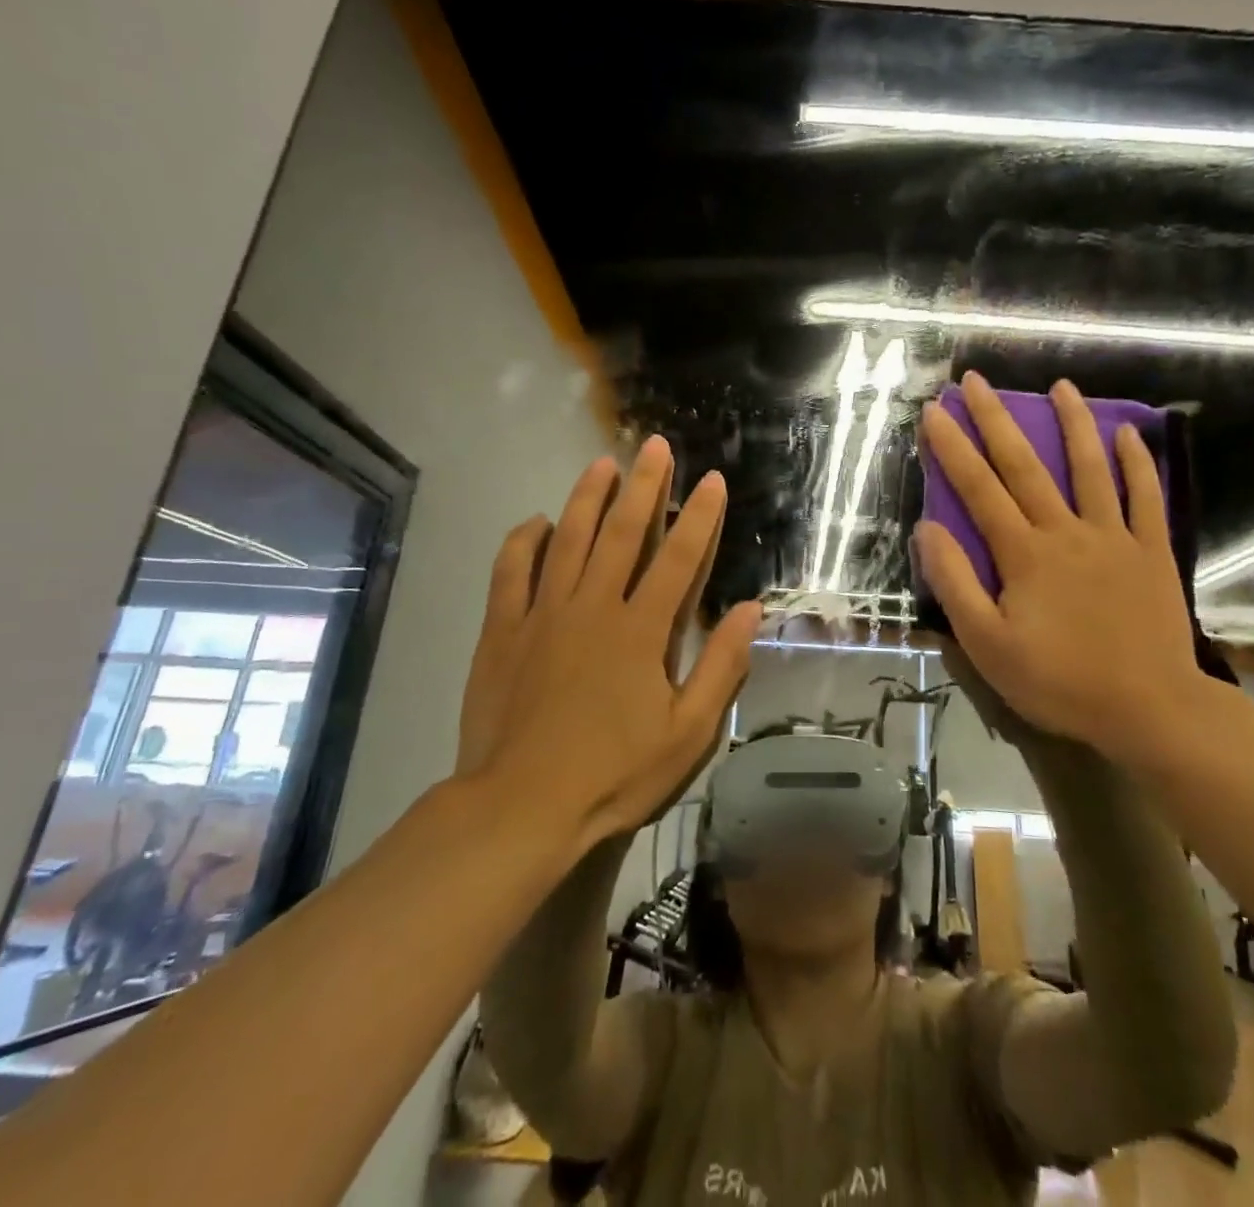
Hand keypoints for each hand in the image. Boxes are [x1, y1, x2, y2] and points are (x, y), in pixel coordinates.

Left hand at [457, 437, 761, 850]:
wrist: (520, 807)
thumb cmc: (614, 773)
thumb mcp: (687, 733)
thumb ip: (721, 667)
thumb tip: (751, 610)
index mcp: (641, 630)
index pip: (678, 558)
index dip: (698, 516)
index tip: (711, 479)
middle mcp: (593, 607)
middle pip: (622, 533)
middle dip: (643, 486)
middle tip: (654, 447)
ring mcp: (542, 614)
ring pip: (567, 540)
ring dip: (586, 498)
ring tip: (602, 464)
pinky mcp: (502, 631)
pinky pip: (510, 572)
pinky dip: (523, 541)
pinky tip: (537, 522)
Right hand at [916, 373, 1208, 768]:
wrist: (1149, 709)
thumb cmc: (1059, 681)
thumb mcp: (987, 645)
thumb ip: (956, 584)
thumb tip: (927, 530)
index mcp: (1023, 554)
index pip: (979, 490)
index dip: (953, 448)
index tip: (934, 411)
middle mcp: (1066, 531)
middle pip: (1025, 466)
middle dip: (996, 419)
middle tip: (976, 380)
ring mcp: (1114, 537)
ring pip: (1090, 468)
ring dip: (1073, 423)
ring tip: (1061, 385)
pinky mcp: (1151, 551)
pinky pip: (1145, 498)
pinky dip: (1137, 463)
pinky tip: (1128, 433)